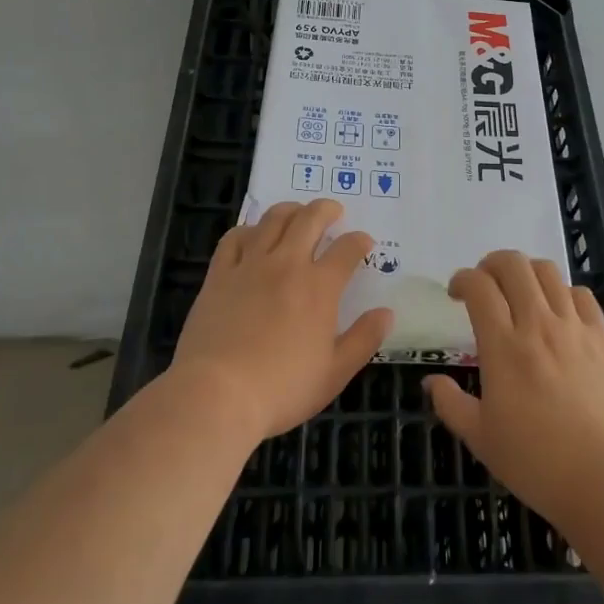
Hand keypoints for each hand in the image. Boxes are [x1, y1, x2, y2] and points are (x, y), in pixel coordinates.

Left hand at [171, 199, 392, 443]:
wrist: (216, 394)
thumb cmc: (282, 388)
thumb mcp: (334, 372)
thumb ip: (364, 339)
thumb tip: (386, 313)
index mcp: (320, 287)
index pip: (347, 249)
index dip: (360, 241)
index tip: (364, 242)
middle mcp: (287, 264)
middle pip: (310, 219)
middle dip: (326, 209)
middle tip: (334, 211)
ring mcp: (250, 265)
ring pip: (273, 220)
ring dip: (291, 210)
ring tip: (297, 212)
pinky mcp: (219, 274)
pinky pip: (234, 238)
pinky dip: (248, 229)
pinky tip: (253, 235)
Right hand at [425, 250, 603, 530]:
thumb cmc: (536, 462)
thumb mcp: (481, 438)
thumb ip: (450, 404)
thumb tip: (431, 382)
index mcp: (503, 346)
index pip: (479, 286)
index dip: (462, 279)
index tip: (456, 293)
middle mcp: (537, 324)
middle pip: (513, 265)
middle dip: (491, 264)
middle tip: (485, 285)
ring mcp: (574, 327)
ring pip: (547, 271)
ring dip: (526, 272)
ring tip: (519, 291)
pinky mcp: (602, 337)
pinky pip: (581, 294)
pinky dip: (563, 291)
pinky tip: (558, 311)